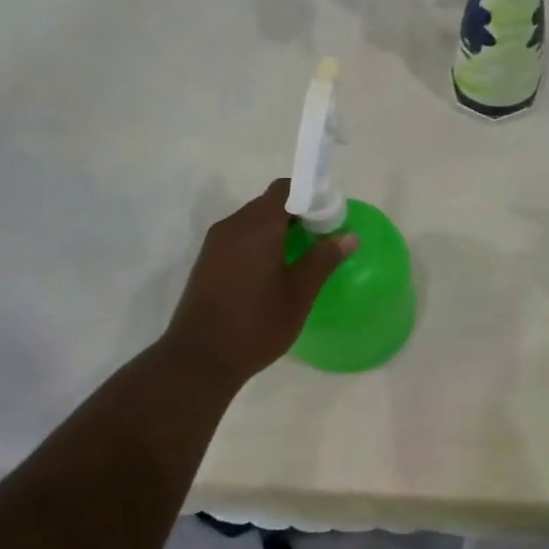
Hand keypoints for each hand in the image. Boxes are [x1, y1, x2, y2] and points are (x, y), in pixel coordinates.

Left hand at [161, 180, 355, 385]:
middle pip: (269, 203)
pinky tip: (274, 271)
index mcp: (257, 227)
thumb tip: (348, 236)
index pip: (286, 189)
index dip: (311, 196)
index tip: (329, 218)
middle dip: (297, 214)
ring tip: (301, 257)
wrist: (199, 359)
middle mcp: (233, 226)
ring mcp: (216, 243)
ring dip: (278, 230)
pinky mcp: (207, 260)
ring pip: (254, 221)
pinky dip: (260, 243)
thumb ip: (323, 260)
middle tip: (321, 239)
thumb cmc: (256, 325)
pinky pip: (240, 237)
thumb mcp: (299, 294)